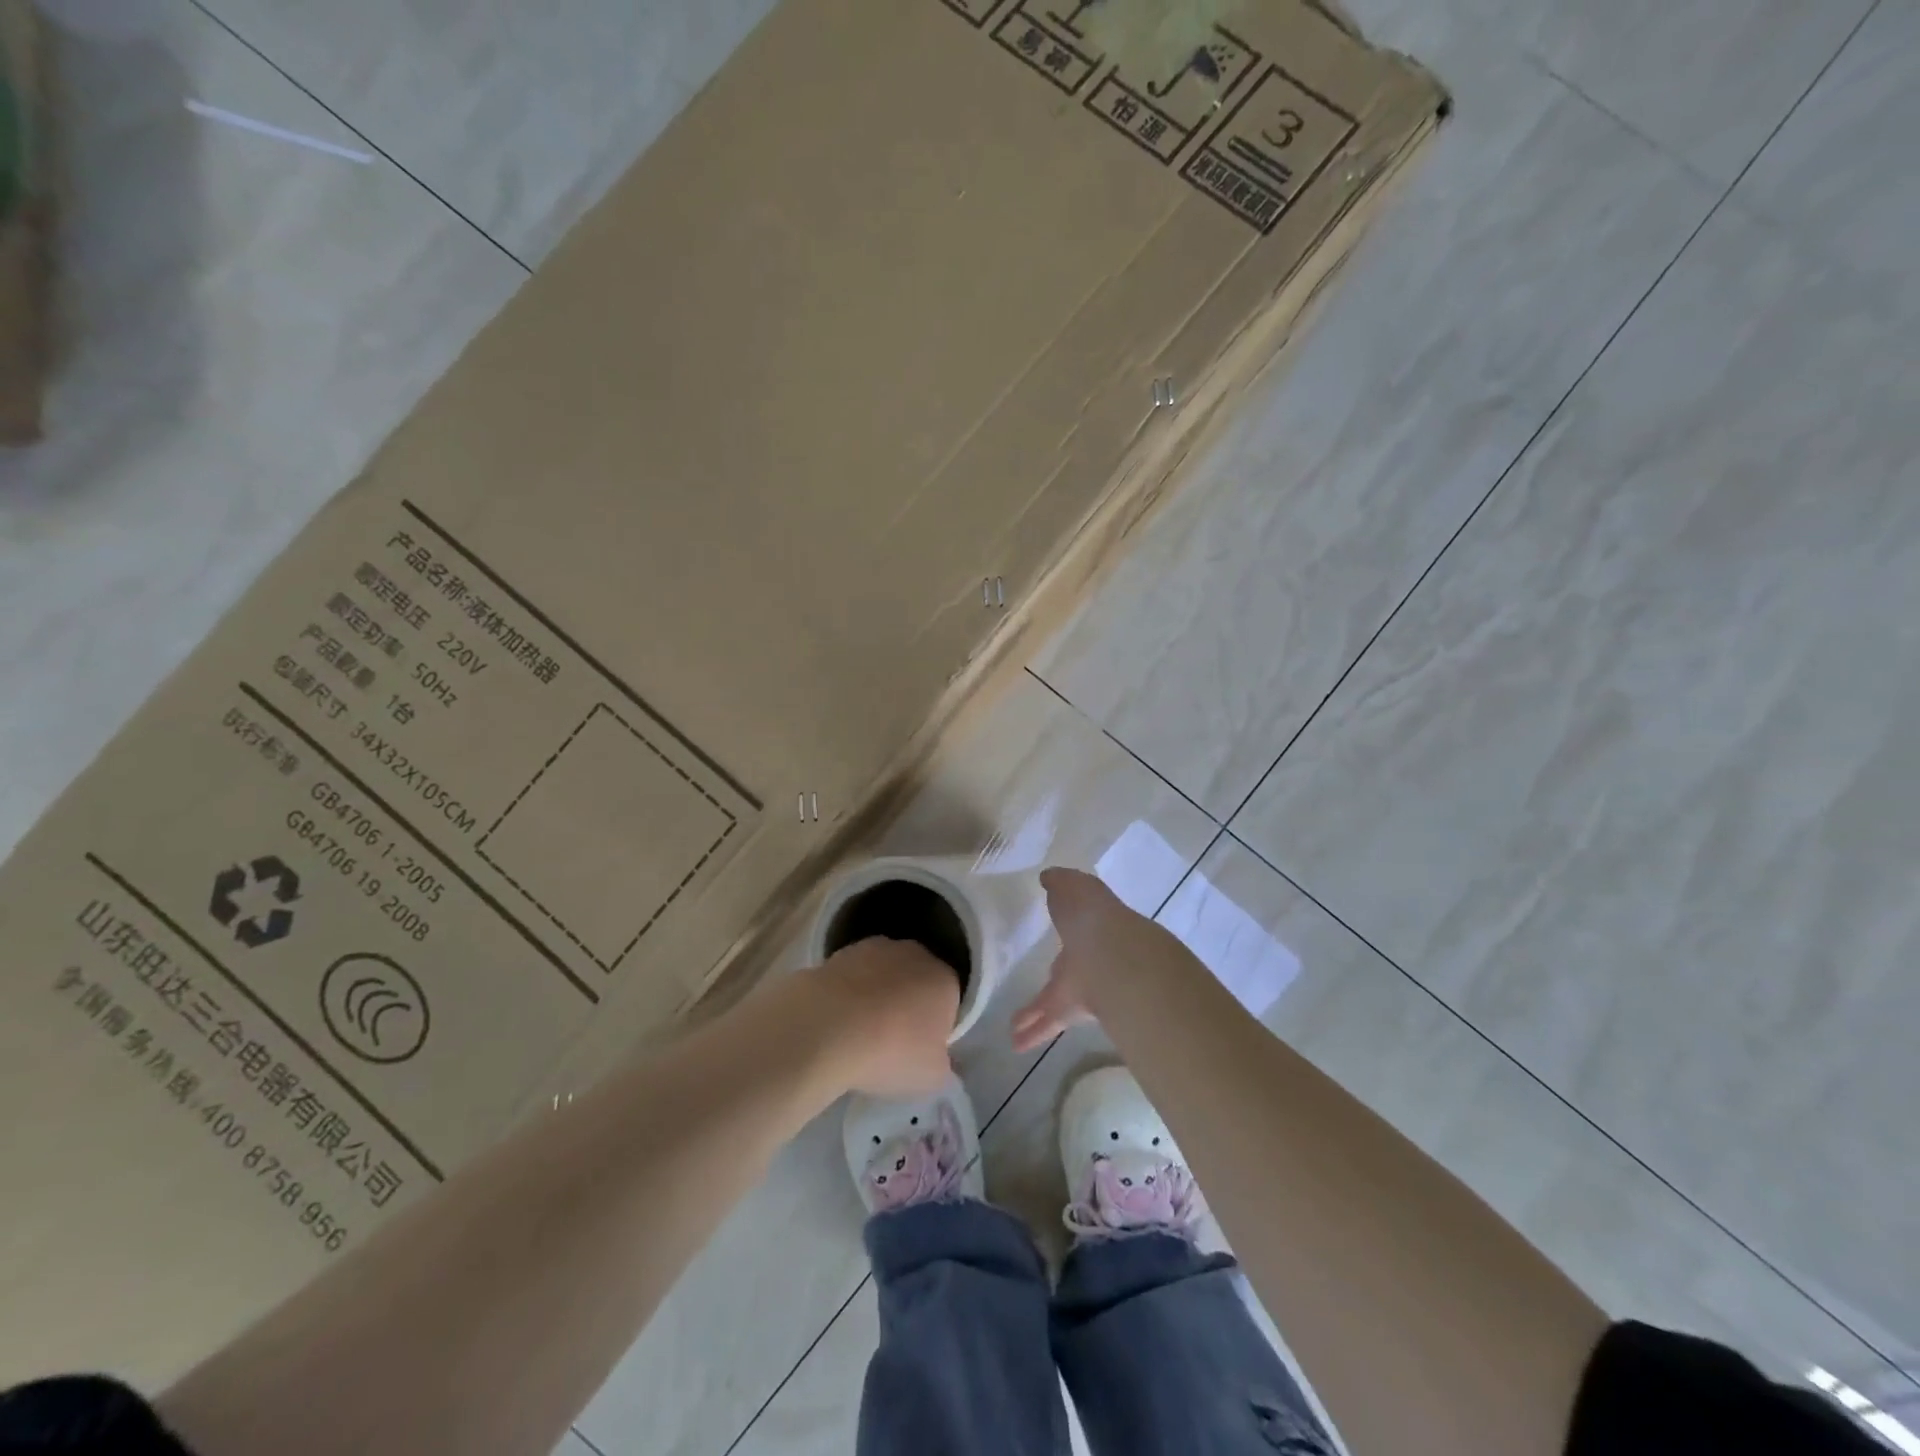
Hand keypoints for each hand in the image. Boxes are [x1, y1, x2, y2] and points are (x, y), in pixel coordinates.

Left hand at [807, 937, 960, 1097]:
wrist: (828, 1028)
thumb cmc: (891, 1052)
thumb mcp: (932, 1077)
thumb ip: (943, 1064)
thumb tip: (937, 1058)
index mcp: (945, 979)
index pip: (949, 1000)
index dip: (936, 1025)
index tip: (920, 1049)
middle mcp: (915, 954)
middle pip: (917, 980)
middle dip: (908, 1003)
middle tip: (891, 1040)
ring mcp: (874, 948)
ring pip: (883, 974)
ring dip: (876, 994)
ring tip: (858, 1033)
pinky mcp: (838, 953)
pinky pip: (852, 977)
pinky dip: (848, 993)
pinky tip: (835, 1021)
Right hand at [1011, 867, 1154, 1052]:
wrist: (1113, 956)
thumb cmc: (1092, 916)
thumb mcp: (1074, 887)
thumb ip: (1061, 883)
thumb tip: (1048, 877)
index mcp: (1090, 927)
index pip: (1075, 929)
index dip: (1066, 930)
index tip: (1055, 937)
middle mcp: (1088, 958)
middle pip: (1067, 969)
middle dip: (1055, 975)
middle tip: (1045, 979)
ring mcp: (1082, 986)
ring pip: (1054, 1001)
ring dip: (1036, 1014)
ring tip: (1014, 1029)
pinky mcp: (1072, 1011)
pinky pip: (1049, 1021)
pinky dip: (1033, 1032)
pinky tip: (1015, 1043)